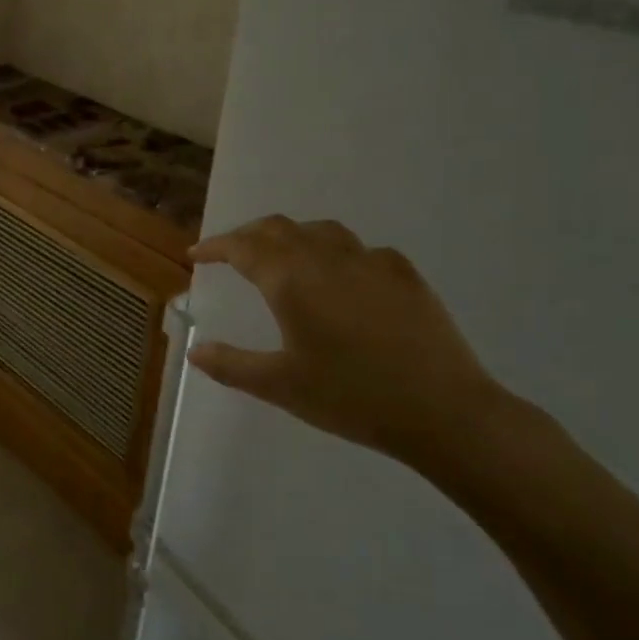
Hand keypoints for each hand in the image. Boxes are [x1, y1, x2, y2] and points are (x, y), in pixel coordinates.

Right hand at [187, 215, 509, 466]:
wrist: (443, 411)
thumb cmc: (351, 397)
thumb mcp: (280, 386)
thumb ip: (231, 365)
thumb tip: (195, 350)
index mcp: (291, 281)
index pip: (243, 248)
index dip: (215, 247)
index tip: (196, 255)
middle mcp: (327, 260)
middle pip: (279, 228)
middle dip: (248, 235)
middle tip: (230, 253)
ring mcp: (371, 263)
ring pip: (321, 230)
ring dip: (291, 236)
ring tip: (281, 256)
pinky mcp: (405, 275)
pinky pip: (361, 249)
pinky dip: (336, 252)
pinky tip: (342, 275)